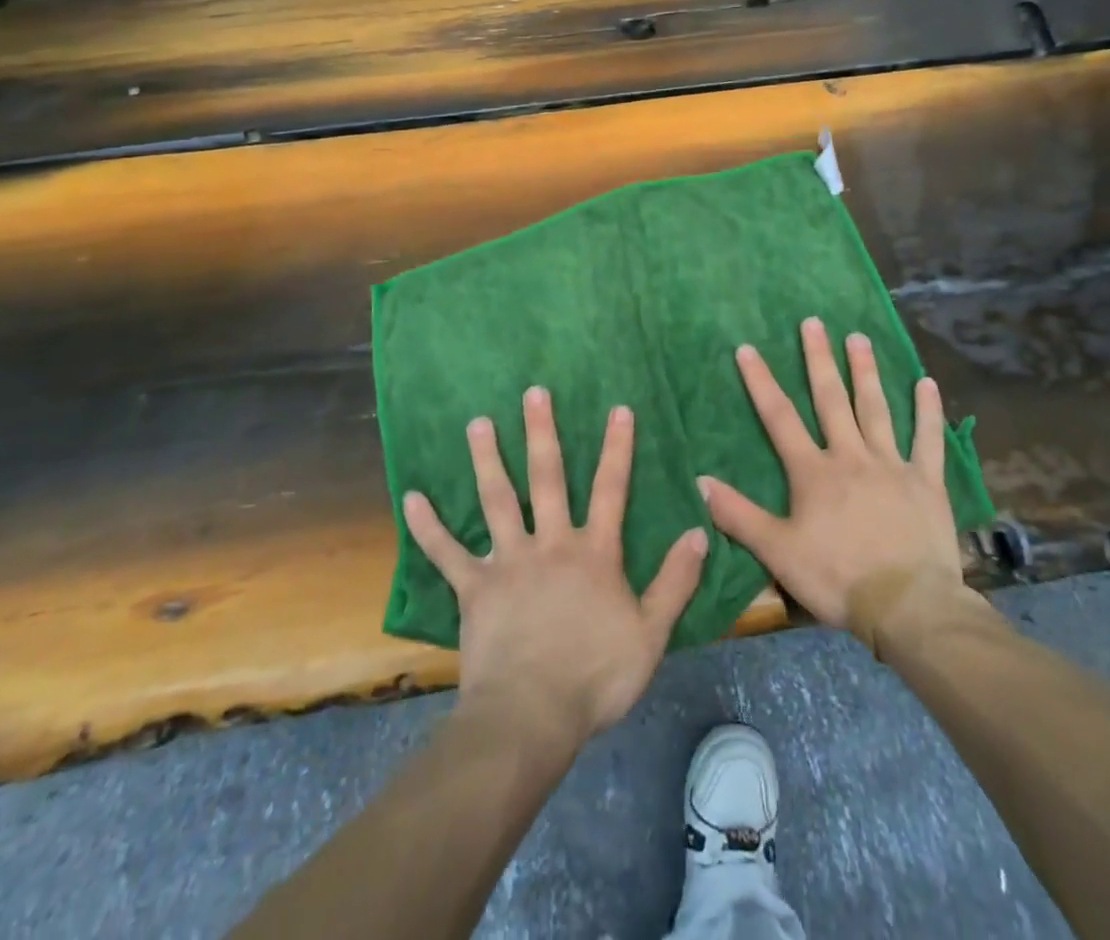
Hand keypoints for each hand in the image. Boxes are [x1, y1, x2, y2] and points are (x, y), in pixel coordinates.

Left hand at [403, 388, 706, 746]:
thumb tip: (698, 532)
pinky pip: (447, 553)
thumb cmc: (595, 676)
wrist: (531, 717)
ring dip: (487, 460)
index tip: (618, 408)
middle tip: (533, 392)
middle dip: (541, 432)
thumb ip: (675, 581)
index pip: (610, 490)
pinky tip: (410, 498)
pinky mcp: (474, 588)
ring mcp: (508, 562)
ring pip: (496, 500)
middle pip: (546, 478)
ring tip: (477, 423)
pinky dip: (428, 526)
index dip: (617, 448)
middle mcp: (550, 544)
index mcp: (593, 553)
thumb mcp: (651, 633)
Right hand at [699, 317, 968, 636]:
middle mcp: (851, 456)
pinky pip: (928, 440)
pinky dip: (928, 411)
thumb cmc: (837, 578)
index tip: (749, 348)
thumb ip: (739, 515)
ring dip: (866, 372)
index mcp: (813, 472)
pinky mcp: (925, 482)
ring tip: (859, 338)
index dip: (761, 382)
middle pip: (831, 399)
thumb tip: (700, 481)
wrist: (907, 607)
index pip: (779, 417)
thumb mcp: (777, 552)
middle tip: (814, 322)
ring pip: (876, 409)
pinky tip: (926, 383)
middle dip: (819, 360)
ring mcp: (891, 465)